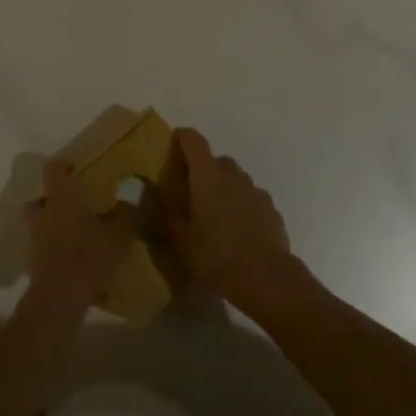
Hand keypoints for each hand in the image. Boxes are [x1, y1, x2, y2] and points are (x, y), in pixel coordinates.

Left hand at [25, 158, 136, 312]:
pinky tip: (75, 258)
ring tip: (77, 232)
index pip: (53, 169)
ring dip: (54, 224)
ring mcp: (35, 239)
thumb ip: (127, 212)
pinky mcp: (34, 263)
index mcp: (61, 197)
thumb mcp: (118, 234)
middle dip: (54, 198)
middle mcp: (43, 213)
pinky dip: (56, 248)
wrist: (59, 299)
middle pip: (40, 198)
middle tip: (75, 202)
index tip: (77, 167)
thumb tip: (134, 191)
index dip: (63, 165)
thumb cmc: (88, 256)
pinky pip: (45, 247)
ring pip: (41, 223)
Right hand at [167, 128, 295, 310]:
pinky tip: (237, 230)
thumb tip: (144, 194)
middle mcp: (233, 176)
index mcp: (207, 176)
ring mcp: (255, 191)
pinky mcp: (272, 209)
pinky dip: (242, 205)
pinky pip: (252, 198)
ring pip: (236, 179)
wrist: (266, 278)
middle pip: (217, 160)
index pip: (194, 141)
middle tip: (190, 191)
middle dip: (203, 169)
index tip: (173, 142)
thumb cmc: (216, 255)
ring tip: (214, 214)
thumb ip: (162, 215)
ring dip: (224, 188)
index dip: (183, 137)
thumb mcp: (179, 241)